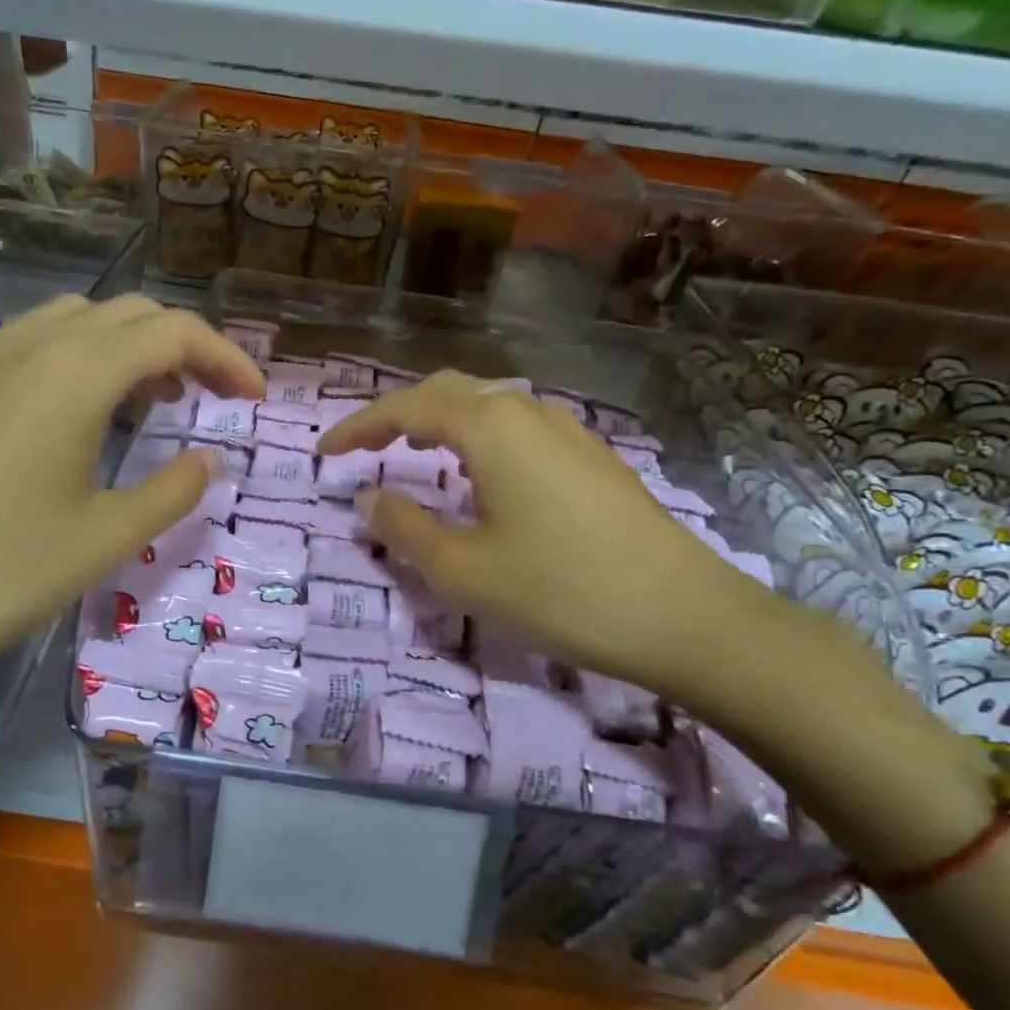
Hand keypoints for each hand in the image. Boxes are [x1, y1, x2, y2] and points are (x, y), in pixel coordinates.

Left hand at [0, 294, 263, 695]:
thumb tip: (206, 459)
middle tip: (206, 401)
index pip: (174, 332)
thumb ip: (171, 492)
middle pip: (126, 314)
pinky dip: (73, 364)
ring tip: (144, 407)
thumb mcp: (103, 540)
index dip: (226, 358)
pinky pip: (27, 347)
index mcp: (76, 373)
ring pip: (72, 323)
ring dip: (125, 351)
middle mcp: (28, 345)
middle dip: (180, 347)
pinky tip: (68, 422)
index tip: (253, 397)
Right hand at [317, 371, 773, 701]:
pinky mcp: (593, 459)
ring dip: (440, 423)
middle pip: (448, 393)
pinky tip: (481, 477)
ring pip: (487, 408)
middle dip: (397, 415)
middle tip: (364, 448)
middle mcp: (528, 413)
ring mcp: (569, 432)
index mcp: (490, 428)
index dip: (358, 427)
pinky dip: (478, 440)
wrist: (685, 616)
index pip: (406, 409)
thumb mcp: (462, 570)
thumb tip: (368, 499)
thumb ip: (404, 528)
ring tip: (414, 454)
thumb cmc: (560, 590)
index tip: (325, 452)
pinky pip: (518, 431)